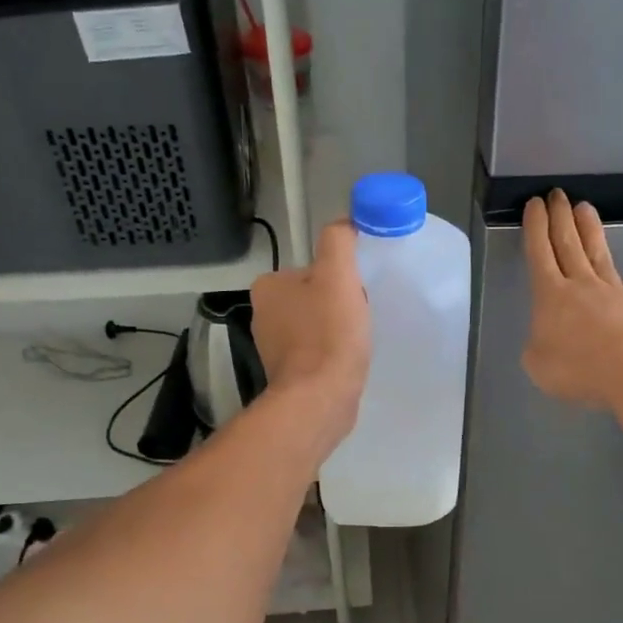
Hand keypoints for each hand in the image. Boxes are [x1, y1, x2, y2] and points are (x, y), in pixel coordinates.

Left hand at [252, 219, 371, 442]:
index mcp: (268, 287)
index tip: (357, 293)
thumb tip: (344, 223)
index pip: (312, 269)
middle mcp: (263, 315)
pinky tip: (346, 361)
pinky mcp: (288, 374)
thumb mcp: (338, 275)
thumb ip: (339, 242)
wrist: (319, 399)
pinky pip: (315, 352)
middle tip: (360, 317)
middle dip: (338, 304)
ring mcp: (273, 347)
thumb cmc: (328, 334)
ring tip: (355, 342)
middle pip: (314, 296)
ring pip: (316, 325)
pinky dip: (331, 353)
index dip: (340, 278)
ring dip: (336, 330)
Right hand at [522, 190, 622, 409]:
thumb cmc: (577, 367)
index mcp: (551, 294)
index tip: (535, 204)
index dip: (535, 228)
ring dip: (590, 230)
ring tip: (585, 209)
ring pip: (599, 254)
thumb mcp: (538, 364)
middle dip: (560, 217)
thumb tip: (552, 337)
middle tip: (557, 194)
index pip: (540, 252)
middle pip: (569, 243)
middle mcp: (582, 285)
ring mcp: (615, 293)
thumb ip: (538, 347)